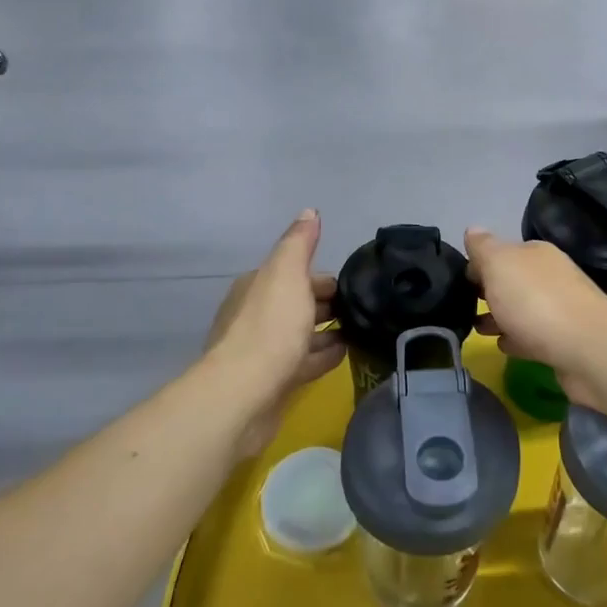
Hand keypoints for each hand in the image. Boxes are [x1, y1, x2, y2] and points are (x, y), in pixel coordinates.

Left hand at [207, 211, 344, 455]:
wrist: (243, 394)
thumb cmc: (269, 327)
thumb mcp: (287, 273)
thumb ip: (299, 243)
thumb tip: (310, 212)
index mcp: (257, 287)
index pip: (295, 275)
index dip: (324, 278)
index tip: (354, 285)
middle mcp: (256, 315)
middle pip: (298, 303)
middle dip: (327, 304)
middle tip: (363, 308)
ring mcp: (264, 350)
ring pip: (301, 333)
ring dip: (328, 331)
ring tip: (360, 330)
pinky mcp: (273, 380)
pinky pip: (304, 361)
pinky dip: (324, 355)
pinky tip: (346, 355)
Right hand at [463, 227, 606, 403]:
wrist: (589, 349)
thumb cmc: (536, 301)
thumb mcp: (500, 264)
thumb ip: (484, 247)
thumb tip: (472, 229)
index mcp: (536, 253)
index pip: (502, 252)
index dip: (479, 264)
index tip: (459, 281)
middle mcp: (551, 276)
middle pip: (513, 280)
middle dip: (489, 290)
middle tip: (463, 305)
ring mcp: (561, 309)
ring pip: (522, 309)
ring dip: (500, 316)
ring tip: (477, 329)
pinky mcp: (565, 341)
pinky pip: (533, 336)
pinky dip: (517, 338)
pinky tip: (503, 346)